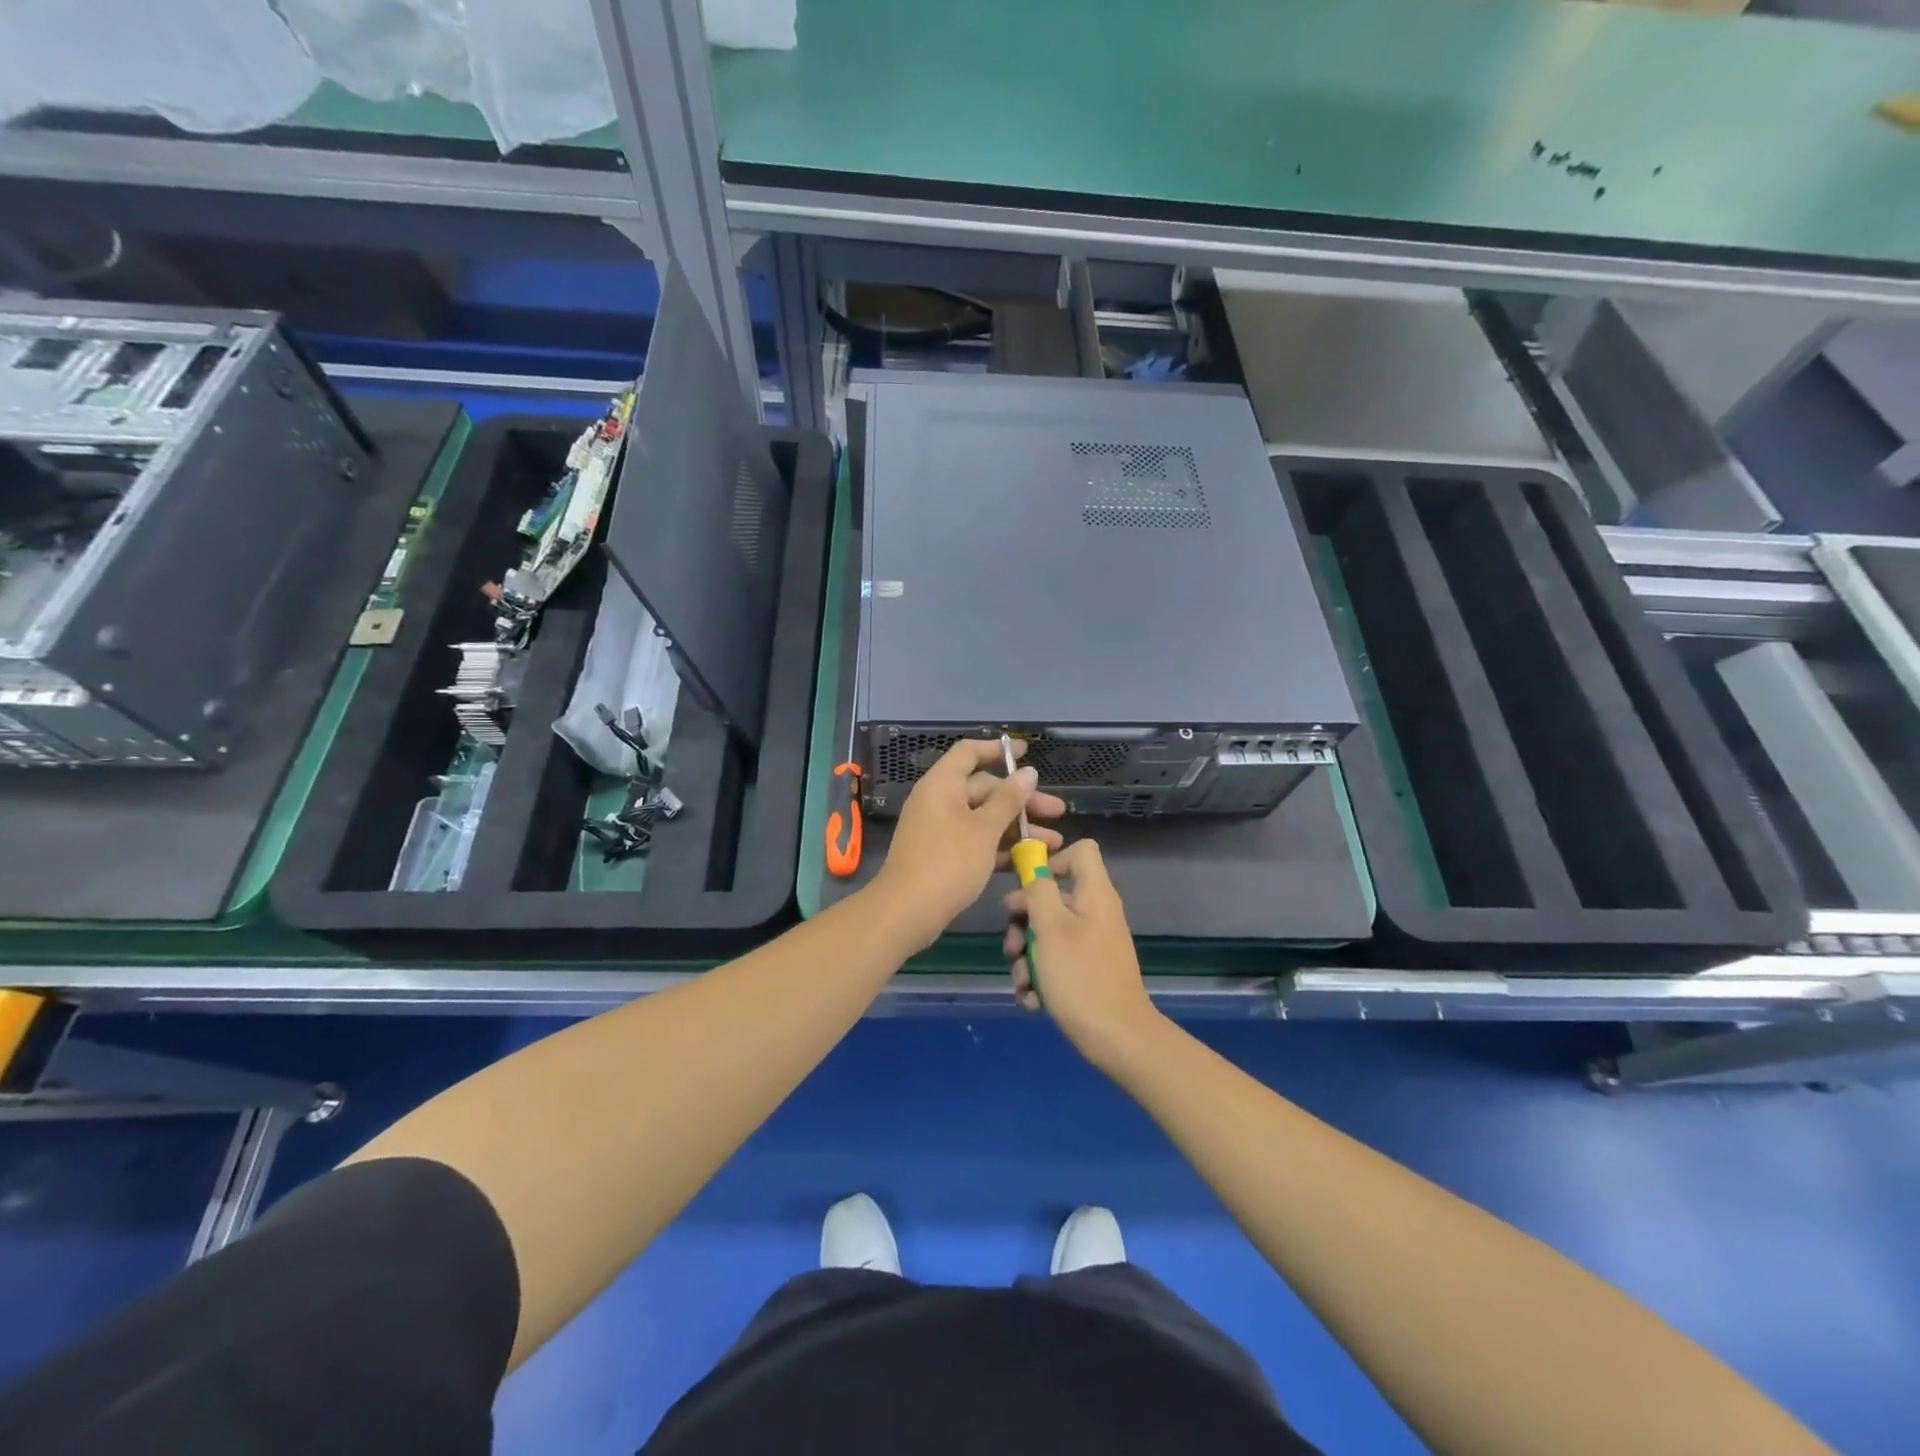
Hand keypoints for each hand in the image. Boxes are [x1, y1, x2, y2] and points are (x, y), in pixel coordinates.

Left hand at [869, 739, 1064, 952]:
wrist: (906, 912)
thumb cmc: (948, 862)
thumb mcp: (985, 829)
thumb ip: (1009, 799)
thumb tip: (1028, 772)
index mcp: (943, 784)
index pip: (970, 752)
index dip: (998, 750)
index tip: (1028, 754)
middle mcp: (939, 800)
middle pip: (984, 788)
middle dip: (1022, 800)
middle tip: (1057, 812)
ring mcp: (939, 828)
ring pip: (984, 818)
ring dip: (1017, 828)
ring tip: (1053, 843)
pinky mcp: (942, 854)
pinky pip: (975, 840)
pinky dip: (1000, 847)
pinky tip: (1028, 860)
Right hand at [1002, 839, 1160, 1065]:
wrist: (1117, 1039)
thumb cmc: (1081, 977)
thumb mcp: (1051, 928)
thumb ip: (1037, 892)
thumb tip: (1030, 877)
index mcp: (1094, 894)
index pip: (1081, 851)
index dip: (1051, 859)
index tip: (1027, 885)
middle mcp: (1095, 913)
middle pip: (1051, 897)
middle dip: (1023, 922)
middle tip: (1012, 946)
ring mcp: (1092, 944)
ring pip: (1047, 934)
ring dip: (1026, 956)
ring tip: (1022, 981)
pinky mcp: (1087, 971)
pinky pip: (1056, 961)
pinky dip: (1040, 977)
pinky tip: (1033, 999)